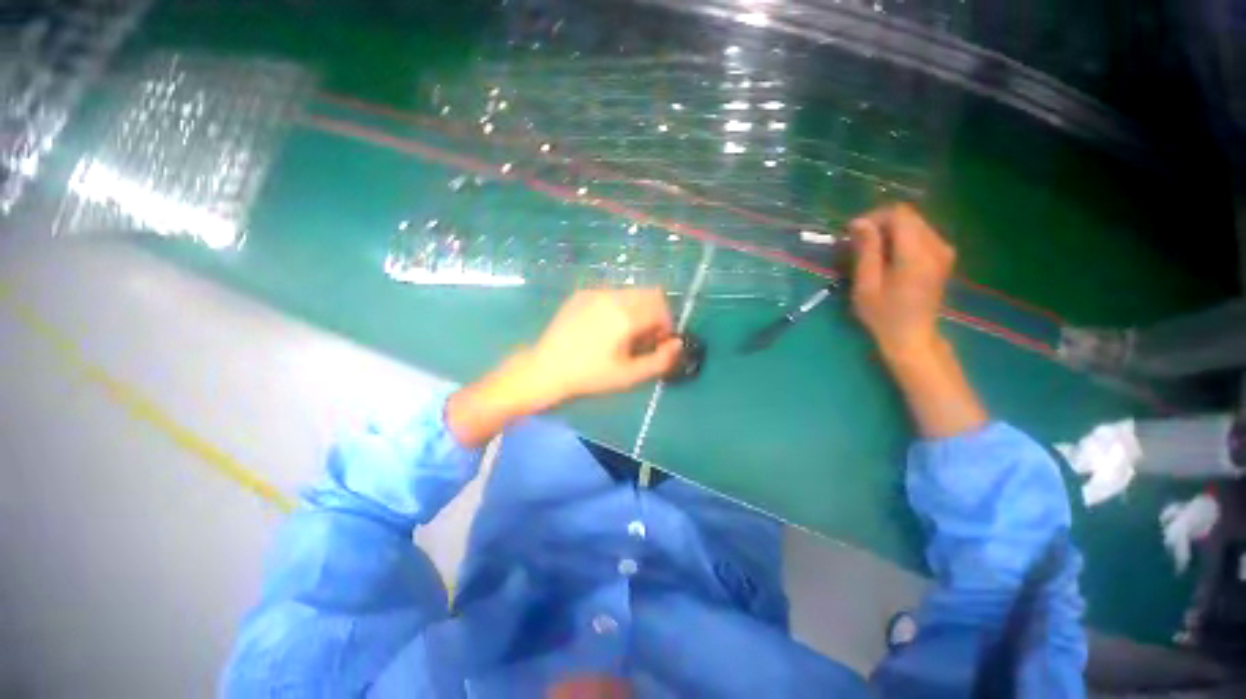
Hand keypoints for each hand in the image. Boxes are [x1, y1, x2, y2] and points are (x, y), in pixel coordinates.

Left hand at [447, 289, 680, 446]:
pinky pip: (611, 294)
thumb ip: (660, 360)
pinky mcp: (582, 294)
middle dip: (655, 313)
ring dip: (637, 308)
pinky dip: (619, 306)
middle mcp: (613, 297)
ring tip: (624, 332)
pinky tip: (604, 326)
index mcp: (626, 316)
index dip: (666, 325)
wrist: (547, 368)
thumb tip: (677, 344)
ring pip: (631, 292)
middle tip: (644, 337)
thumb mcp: (629, 375)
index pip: (662, 308)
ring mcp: (596, 292)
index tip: (657, 342)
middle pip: (650, 294)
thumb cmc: (590, 376)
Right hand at [848, 203, 955, 362]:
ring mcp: (944, 251)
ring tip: (871, 251)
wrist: (912, 336)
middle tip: (858, 243)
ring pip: (915, 224)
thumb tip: (859, 222)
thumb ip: (867, 250)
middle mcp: (937, 246)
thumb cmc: (883, 315)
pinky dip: (902, 239)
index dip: (874, 218)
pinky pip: (922, 235)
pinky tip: (888, 257)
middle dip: (881, 224)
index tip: (853, 234)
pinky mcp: (944, 257)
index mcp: (916, 254)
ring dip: (890, 231)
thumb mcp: (866, 284)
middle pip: (909, 216)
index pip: (899, 215)